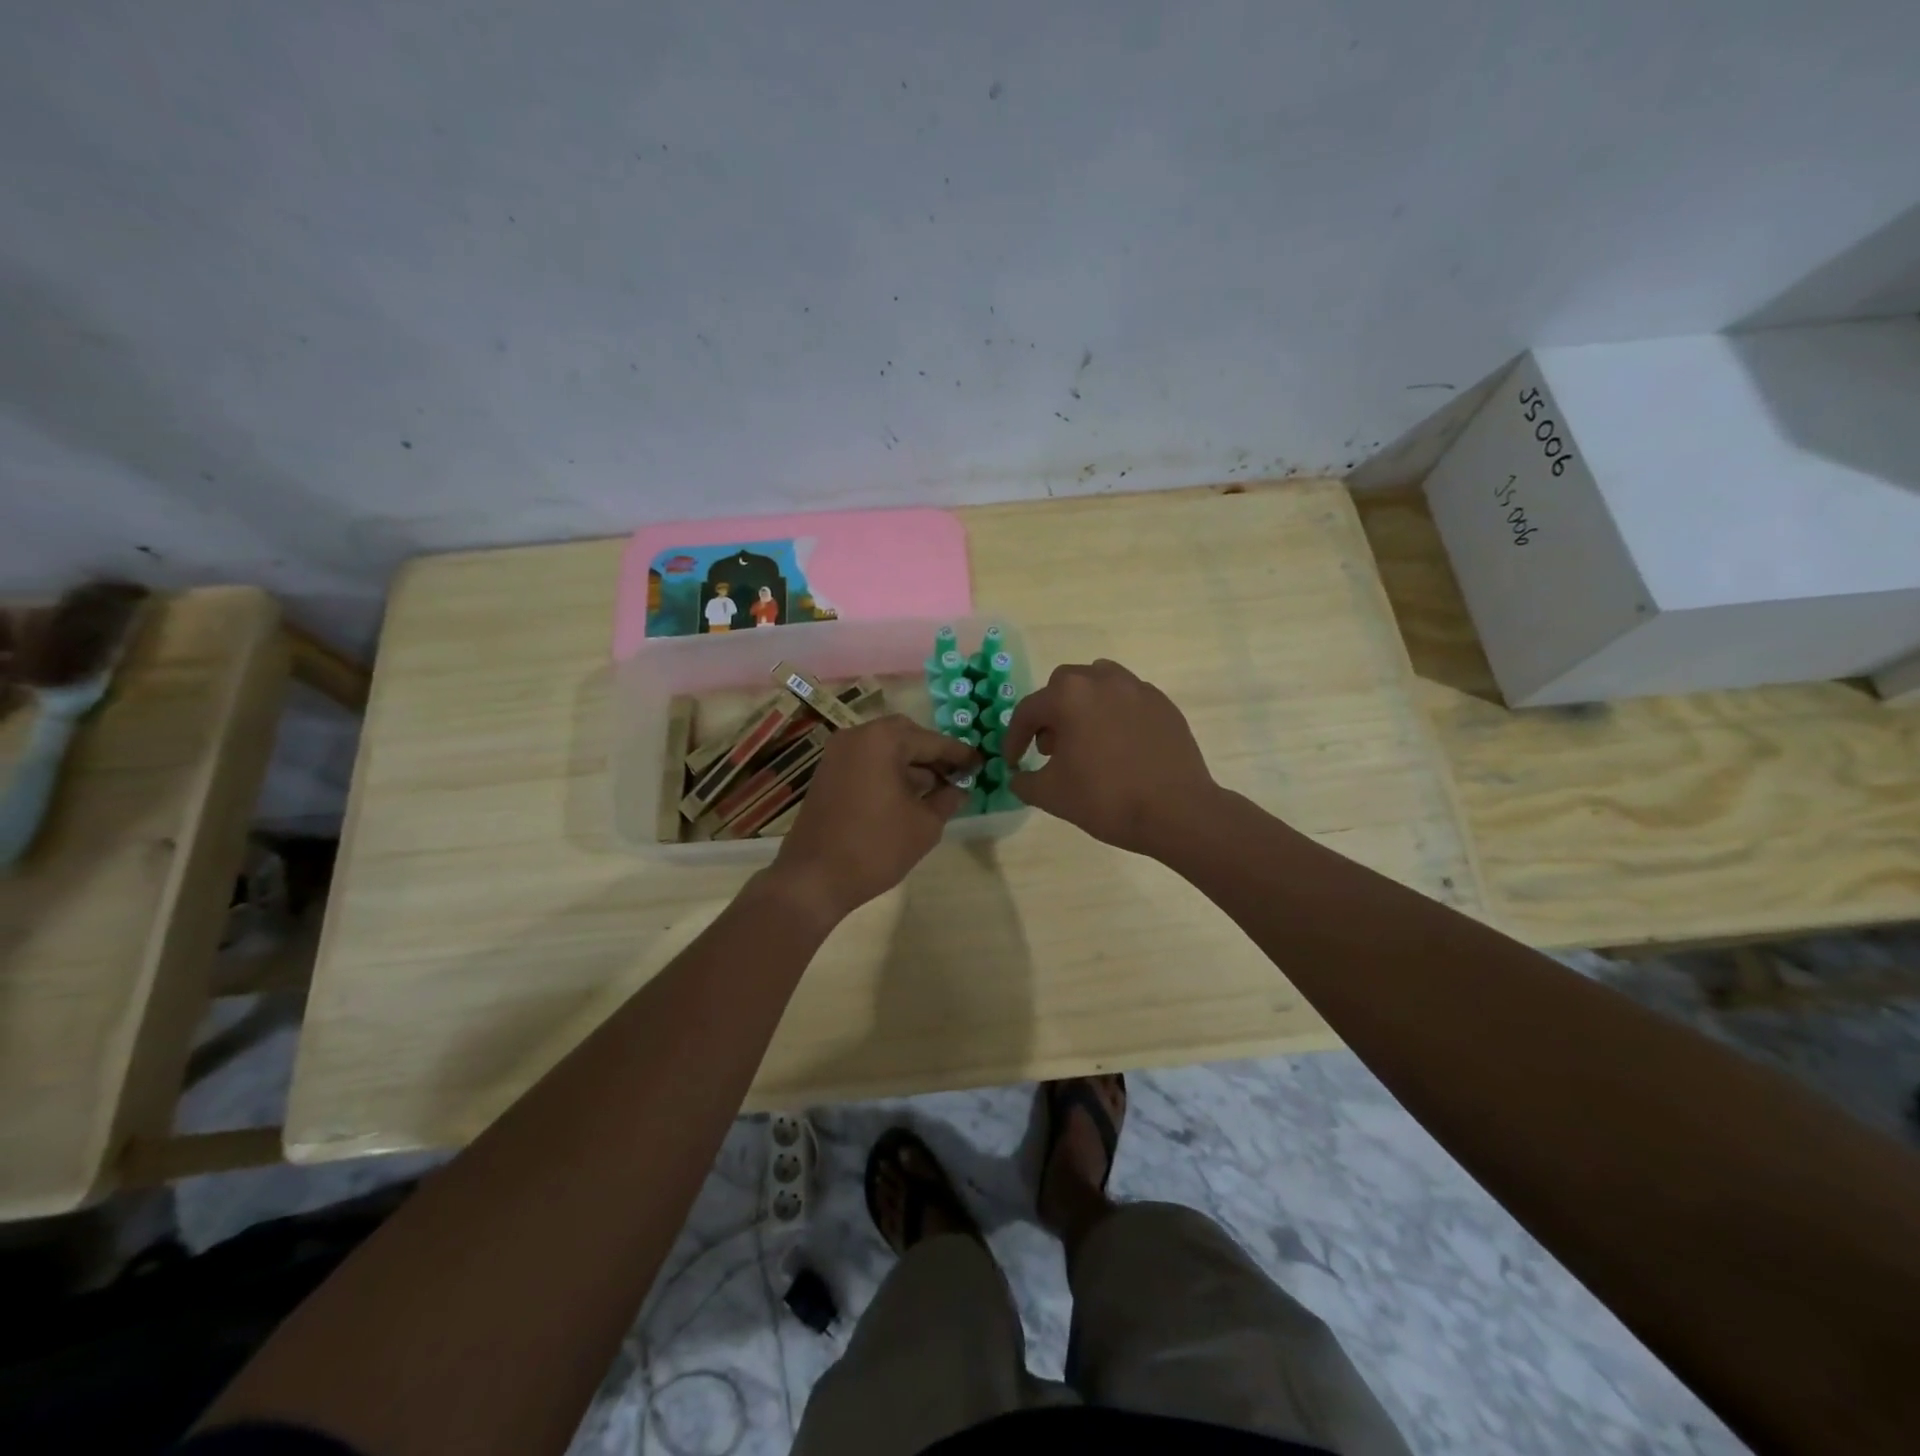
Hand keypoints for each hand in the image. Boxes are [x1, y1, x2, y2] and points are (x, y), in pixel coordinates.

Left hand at [769, 715, 976, 921]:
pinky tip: (907, 796)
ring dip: (911, 764)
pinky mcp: (827, 773)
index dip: (959, 754)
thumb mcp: (925, 825)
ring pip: (885, 748)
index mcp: (882, 740)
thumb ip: (947, 799)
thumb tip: (960, 789)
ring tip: (937, 789)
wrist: (814, 878)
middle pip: (906, 735)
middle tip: (957, 775)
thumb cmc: (876, 847)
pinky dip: (889, 771)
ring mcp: (837, 754)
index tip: (981, 763)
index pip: (932, 741)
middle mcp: (857, 736)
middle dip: (932, 754)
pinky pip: (867, 762)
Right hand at [1003, 660, 1216, 855]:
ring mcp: (1137, 689)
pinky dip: (1115, 714)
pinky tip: (1119, 746)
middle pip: (1063, 686)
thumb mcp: (1051, 796)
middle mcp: (1102, 680)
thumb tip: (1018, 776)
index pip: (1028, 710)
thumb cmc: (1106, 799)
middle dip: (1051, 714)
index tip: (1013, 762)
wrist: (1176, 811)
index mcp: (1069, 696)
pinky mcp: (1163, 704)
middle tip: (1051, 748)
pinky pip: (1128, 699)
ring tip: (1086, 739)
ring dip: (1083, 706)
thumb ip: (1024, 781)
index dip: (1014, 738)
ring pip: (1099, 684)